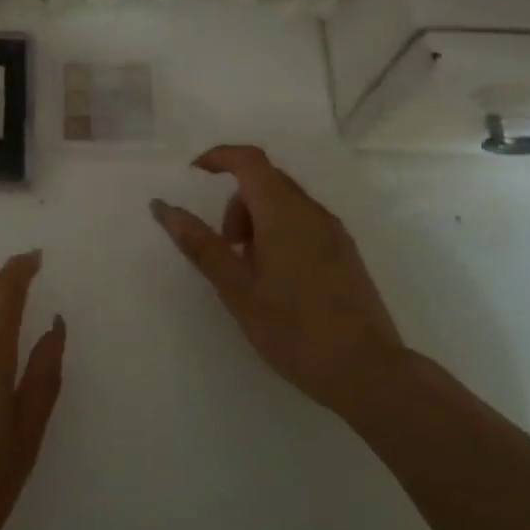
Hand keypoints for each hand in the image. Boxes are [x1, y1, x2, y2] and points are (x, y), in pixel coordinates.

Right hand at [152, 145, 402, 418]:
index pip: (249, 160)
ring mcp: (334, 232)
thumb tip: (163, 207)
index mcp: (284, 212)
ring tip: (250, 272)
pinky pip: (303, 223)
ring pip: (285, 203)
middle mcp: (312, 212)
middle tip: (224, 248)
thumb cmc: (293, 329)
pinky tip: (277, 281)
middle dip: (236, 203)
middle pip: (266, 181)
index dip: (219, 158)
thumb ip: (200, 244)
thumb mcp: (236, 289)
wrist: (367, 371)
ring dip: (257, 220)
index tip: (193, 174)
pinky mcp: (345, 253)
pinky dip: (279, 233)